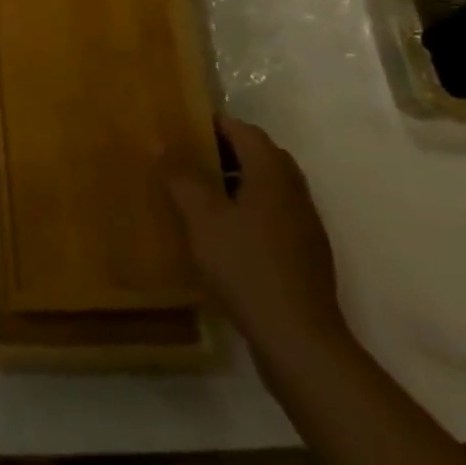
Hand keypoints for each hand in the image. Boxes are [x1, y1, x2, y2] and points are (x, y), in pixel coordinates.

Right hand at [164, 117, 347, 359]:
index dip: (214, 124)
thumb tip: (161, 141)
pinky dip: (248, 210)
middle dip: (226, 151)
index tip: (182, 128)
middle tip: (188, 158)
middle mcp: (294, 192)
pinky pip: (273, 215)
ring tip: (199, 194)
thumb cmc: (246, 267)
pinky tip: (224, 233)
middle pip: (261, 156)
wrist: (298, 340)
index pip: (245, 131)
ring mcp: (304, 226)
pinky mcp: (304, 255)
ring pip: (268, 187)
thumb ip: (182, 177)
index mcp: (272, 174)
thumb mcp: (203, 218)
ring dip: (237, 182)